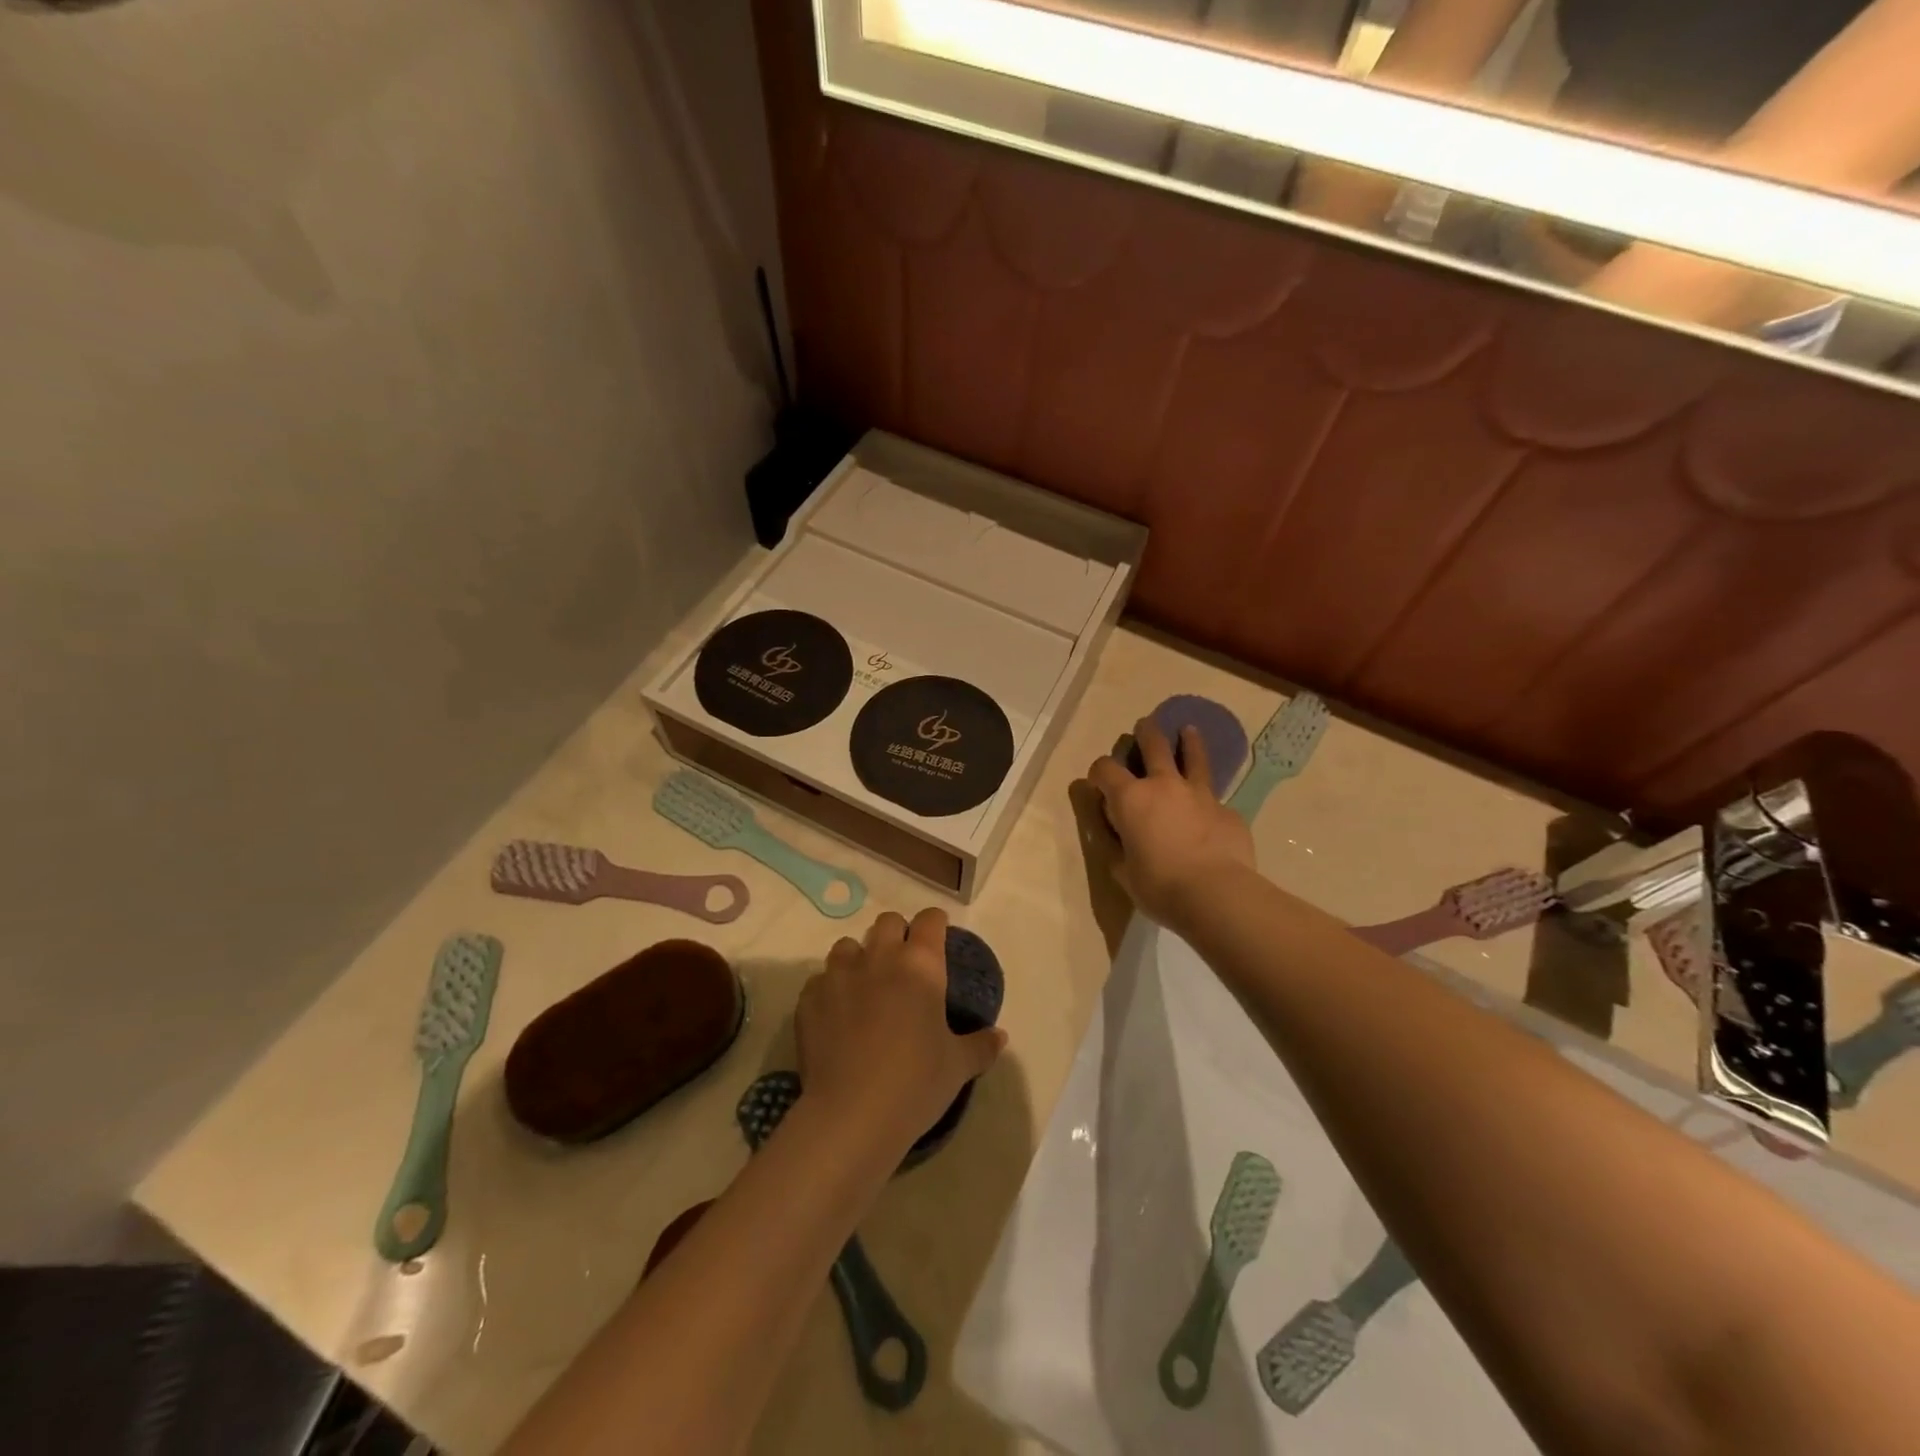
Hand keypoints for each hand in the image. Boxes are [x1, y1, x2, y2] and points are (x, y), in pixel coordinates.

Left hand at [797, 907, 1006, 1154]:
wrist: (851, 1115)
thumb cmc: (916, 1083)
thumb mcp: (958, 1066)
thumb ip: (981, 1045)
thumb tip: (999, 1036)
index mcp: (921, 965)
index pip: (931, 920)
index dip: (935, 926)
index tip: (938, 941)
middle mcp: (879, 957)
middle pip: (888, 922)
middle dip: (897, 935)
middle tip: (903, 967)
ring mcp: (839, 975)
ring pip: (848, 945)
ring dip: (859, 958)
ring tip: (865, 988)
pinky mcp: (809, 998)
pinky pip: (820, 980)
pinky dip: (830, 991)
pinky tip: (836, 1017)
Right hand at [1087, 718, 1255, 930]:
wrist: (1216, 894)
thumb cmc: (1159, 886)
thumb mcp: (1123, 871)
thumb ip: (1118, 847)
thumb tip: (1117, 834)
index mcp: (1130, 799)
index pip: (1105, 769)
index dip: (1098, 772)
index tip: (1098, 783)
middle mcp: (1164, 785)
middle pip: (1154, 745)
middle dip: (1146, 733)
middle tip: (1145, 725)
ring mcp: (1200, 795)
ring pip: (1194, 757)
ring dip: (1189, 742)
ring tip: (1189, 730)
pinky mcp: (1228, 811)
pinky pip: (1215, 799)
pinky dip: (1208, 801)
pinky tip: (1212, 814)